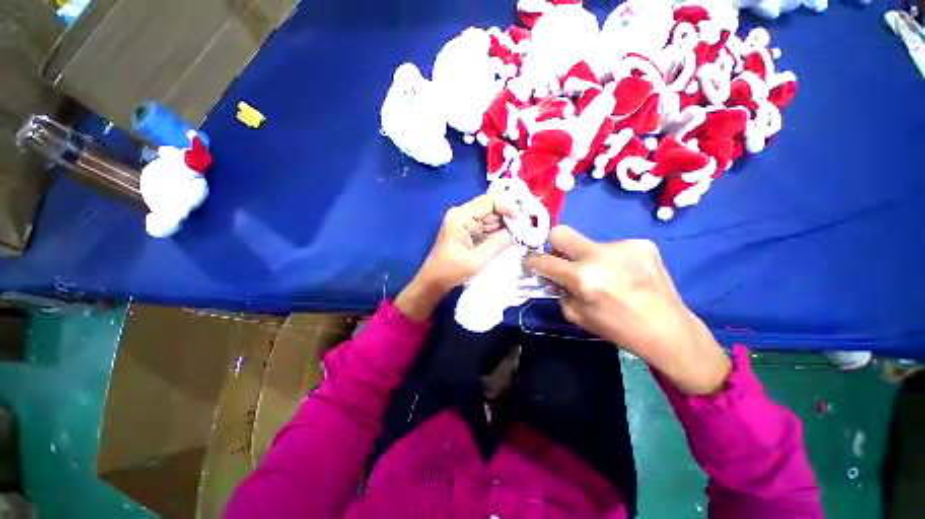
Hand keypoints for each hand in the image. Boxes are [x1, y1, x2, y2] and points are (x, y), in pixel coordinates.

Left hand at [396, 193, 515, 320]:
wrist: (434, 281)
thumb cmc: (451, 271)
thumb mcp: (477, 259)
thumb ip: (498, 243)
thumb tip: (519, 231)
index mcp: (460, 217)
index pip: (490, 201)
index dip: (509, 207)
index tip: (523, 220)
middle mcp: (462, 213)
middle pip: (492, 207)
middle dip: (511, 215)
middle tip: (528, 226)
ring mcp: (465, 221)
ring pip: (492, 216)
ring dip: (507, 223)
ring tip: (524, 231)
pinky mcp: (468, 229)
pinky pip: (488, 225)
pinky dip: (500, 230)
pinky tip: (513, 235)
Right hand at [525, 226, 730, 394]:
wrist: (669, 330)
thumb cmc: (618, 328)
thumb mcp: (576, 315)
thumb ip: (559, 290)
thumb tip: (551, 274)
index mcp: (583, 278)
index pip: (544, 260)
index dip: (532, 260)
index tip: (530, 261)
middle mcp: (600, 255)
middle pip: (561, 232)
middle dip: (554, 246)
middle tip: (563, 262)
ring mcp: (624, 245)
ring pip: (588, 243)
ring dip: (587, 258)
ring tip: (603, 276)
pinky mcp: (642, 244)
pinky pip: (612, 247)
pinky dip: (609, 259)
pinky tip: (622, 274)